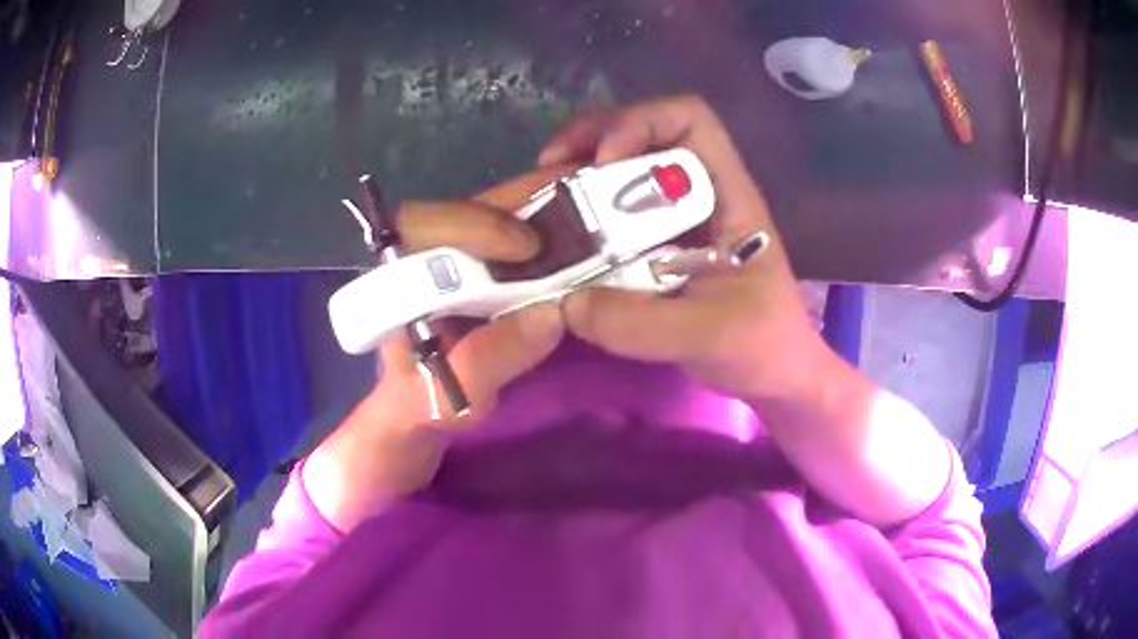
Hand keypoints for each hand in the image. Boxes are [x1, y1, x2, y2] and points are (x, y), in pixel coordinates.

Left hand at [304, 169, 568, 530]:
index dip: (472, 224)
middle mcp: (433, 259)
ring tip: (604, 207)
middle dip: (530, 200)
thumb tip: (552, 314)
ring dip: (553, 209)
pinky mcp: (495, 278)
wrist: (419, 425)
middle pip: (478, 208)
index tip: (524, 247)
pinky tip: (595, 236)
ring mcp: (467, 264)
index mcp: (401, 279)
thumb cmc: (415, 410)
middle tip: (590, 199)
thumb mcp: (440, 397)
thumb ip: (483, 362)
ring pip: (505, 218)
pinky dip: (561, 234)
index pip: (423, 224)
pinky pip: (527, 243)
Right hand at [544, 97, 952, 526]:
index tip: (604, 162)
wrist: (774, 375)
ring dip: (578, 178)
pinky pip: (613, 217)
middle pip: (643, 135)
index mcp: (727, 194)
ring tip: (539, 200)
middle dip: (590, 142)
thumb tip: (567, 303)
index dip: (641, 123)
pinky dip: (581, 219)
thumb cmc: (762, 345)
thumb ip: (641, 323)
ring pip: (623, 174)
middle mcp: (699, 194)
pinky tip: (557, 240)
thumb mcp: (709, 335)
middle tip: (547, 170)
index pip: (689, 120)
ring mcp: (676, 220)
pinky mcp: (657, 248)